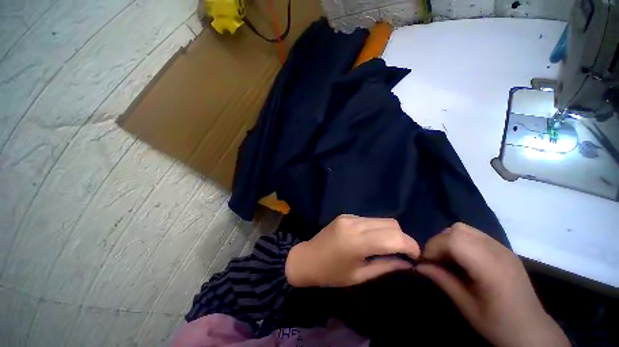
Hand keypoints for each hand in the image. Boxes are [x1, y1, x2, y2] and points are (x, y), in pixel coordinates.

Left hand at [285, 215, 420, 287]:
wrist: (307, 258)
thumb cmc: (331, 274)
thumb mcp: (360, 276)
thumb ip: (386, 267)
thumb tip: (407, 263)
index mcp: (357, 242)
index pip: (394, 237)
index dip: (411, 246)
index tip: (416, 257)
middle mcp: (355, 224)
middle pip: (391, 223)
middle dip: (402, 238)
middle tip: (402, 253)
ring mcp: (349, 216)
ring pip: (381, 219)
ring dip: (390, 232)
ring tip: (387, 246)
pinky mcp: (346, 214)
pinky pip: (369, 219)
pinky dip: (376, 228)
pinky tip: (370, 239)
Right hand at [417, 223, 569, 346]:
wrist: (532, 330)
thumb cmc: (499, 324)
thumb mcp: (467, 307)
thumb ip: (442, 280)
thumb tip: (418, 265)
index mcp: (491, 268)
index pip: (454, 240)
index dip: (434, 247)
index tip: (426, 262)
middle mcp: (498, 251)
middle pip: (458, 230)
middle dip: (439, 241)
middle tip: (436, 260)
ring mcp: (503, 248)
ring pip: (465, 229)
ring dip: (449, 239)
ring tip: (448, 259)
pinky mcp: (504, 249)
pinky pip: (474, 235)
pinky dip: (461, 241)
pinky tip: (463, 260)